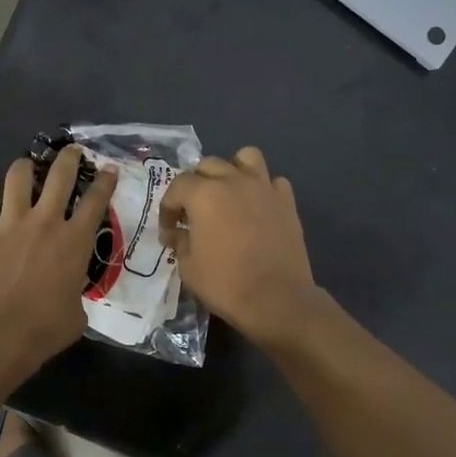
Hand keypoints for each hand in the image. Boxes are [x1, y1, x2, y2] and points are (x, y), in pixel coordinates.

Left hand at [0, 146, 116, 370]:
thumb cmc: (45, 330)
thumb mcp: (77, 314)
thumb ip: (76, 294)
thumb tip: (69, 296)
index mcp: (75, 241)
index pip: (96, 199)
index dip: (105, 180)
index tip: (109, 169)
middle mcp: (45, 222)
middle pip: (60, 174)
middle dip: (68, 157)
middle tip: (72, 152)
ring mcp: (9, 224)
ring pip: (17, 176)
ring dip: (24, 168)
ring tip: (26, 169)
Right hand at [160, 147, 321, 344]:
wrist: (276, 298)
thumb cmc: (225, 283)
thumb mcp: (188, 266)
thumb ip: (180, 241)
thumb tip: (176, 232)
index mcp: (204, 194)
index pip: (177, 186)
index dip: (168, 208)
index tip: (169, 229)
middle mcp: (233, 181)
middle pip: (209, 165)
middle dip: (196, 185)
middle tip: (194, 212)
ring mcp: (264, 188)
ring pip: (246, 158)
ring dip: (232, 171)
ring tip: (228, 194)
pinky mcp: (287, 202)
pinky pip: (273, 181)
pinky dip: (262, 189)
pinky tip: (257, 208)